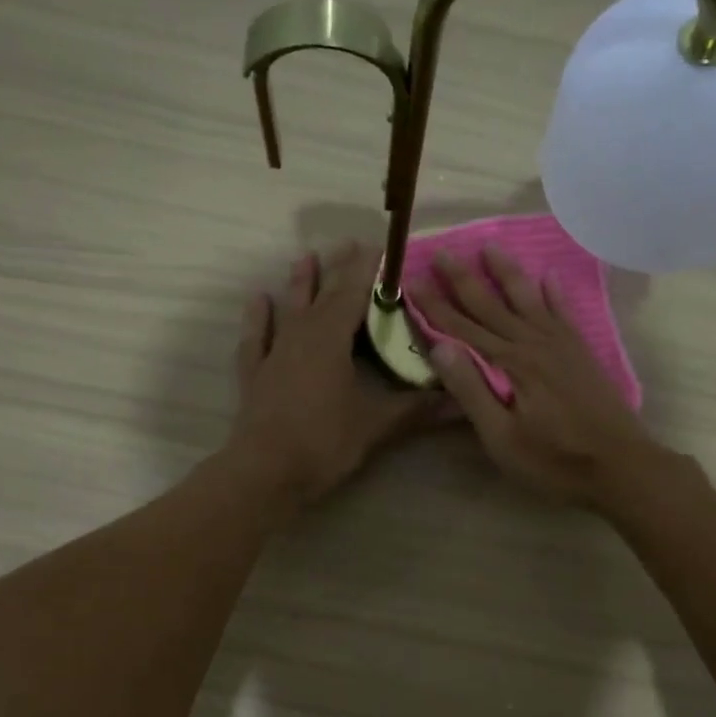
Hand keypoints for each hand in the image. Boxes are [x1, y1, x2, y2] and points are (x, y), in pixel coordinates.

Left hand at [229, 242, 445, 505]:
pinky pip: (256, 338)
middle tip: (351, 243)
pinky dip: (258, 318)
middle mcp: (301, 335)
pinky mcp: (255, 375)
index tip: (384, 247)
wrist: (265, 473)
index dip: (370, 269)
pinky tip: (259, 300)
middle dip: (340, 269)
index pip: (355, 292)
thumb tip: (460, 400)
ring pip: (289, 308)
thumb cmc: (323, 442)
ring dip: (300, 283)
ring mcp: (274, 353)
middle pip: (323, 294)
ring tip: (306, 257)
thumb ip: (417, 409)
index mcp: (331, 338)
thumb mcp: (376, 426)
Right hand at [412, 247, 665, 505]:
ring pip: (528, 298)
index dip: (435, 305)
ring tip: (491, 246)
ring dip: (507, 273)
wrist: (622, 466)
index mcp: (511, 364)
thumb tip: (440, 347)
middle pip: (492, 305)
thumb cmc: (555, 461)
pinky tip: (549, 276)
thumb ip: (471, 391)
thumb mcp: (502, 438)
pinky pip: (564, 312)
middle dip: (464, 279)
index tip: (413, 279)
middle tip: (443, 252)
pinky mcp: (581, 353)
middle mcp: (534, 343)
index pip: (462, 328)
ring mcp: (561, 345)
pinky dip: (555, 293)